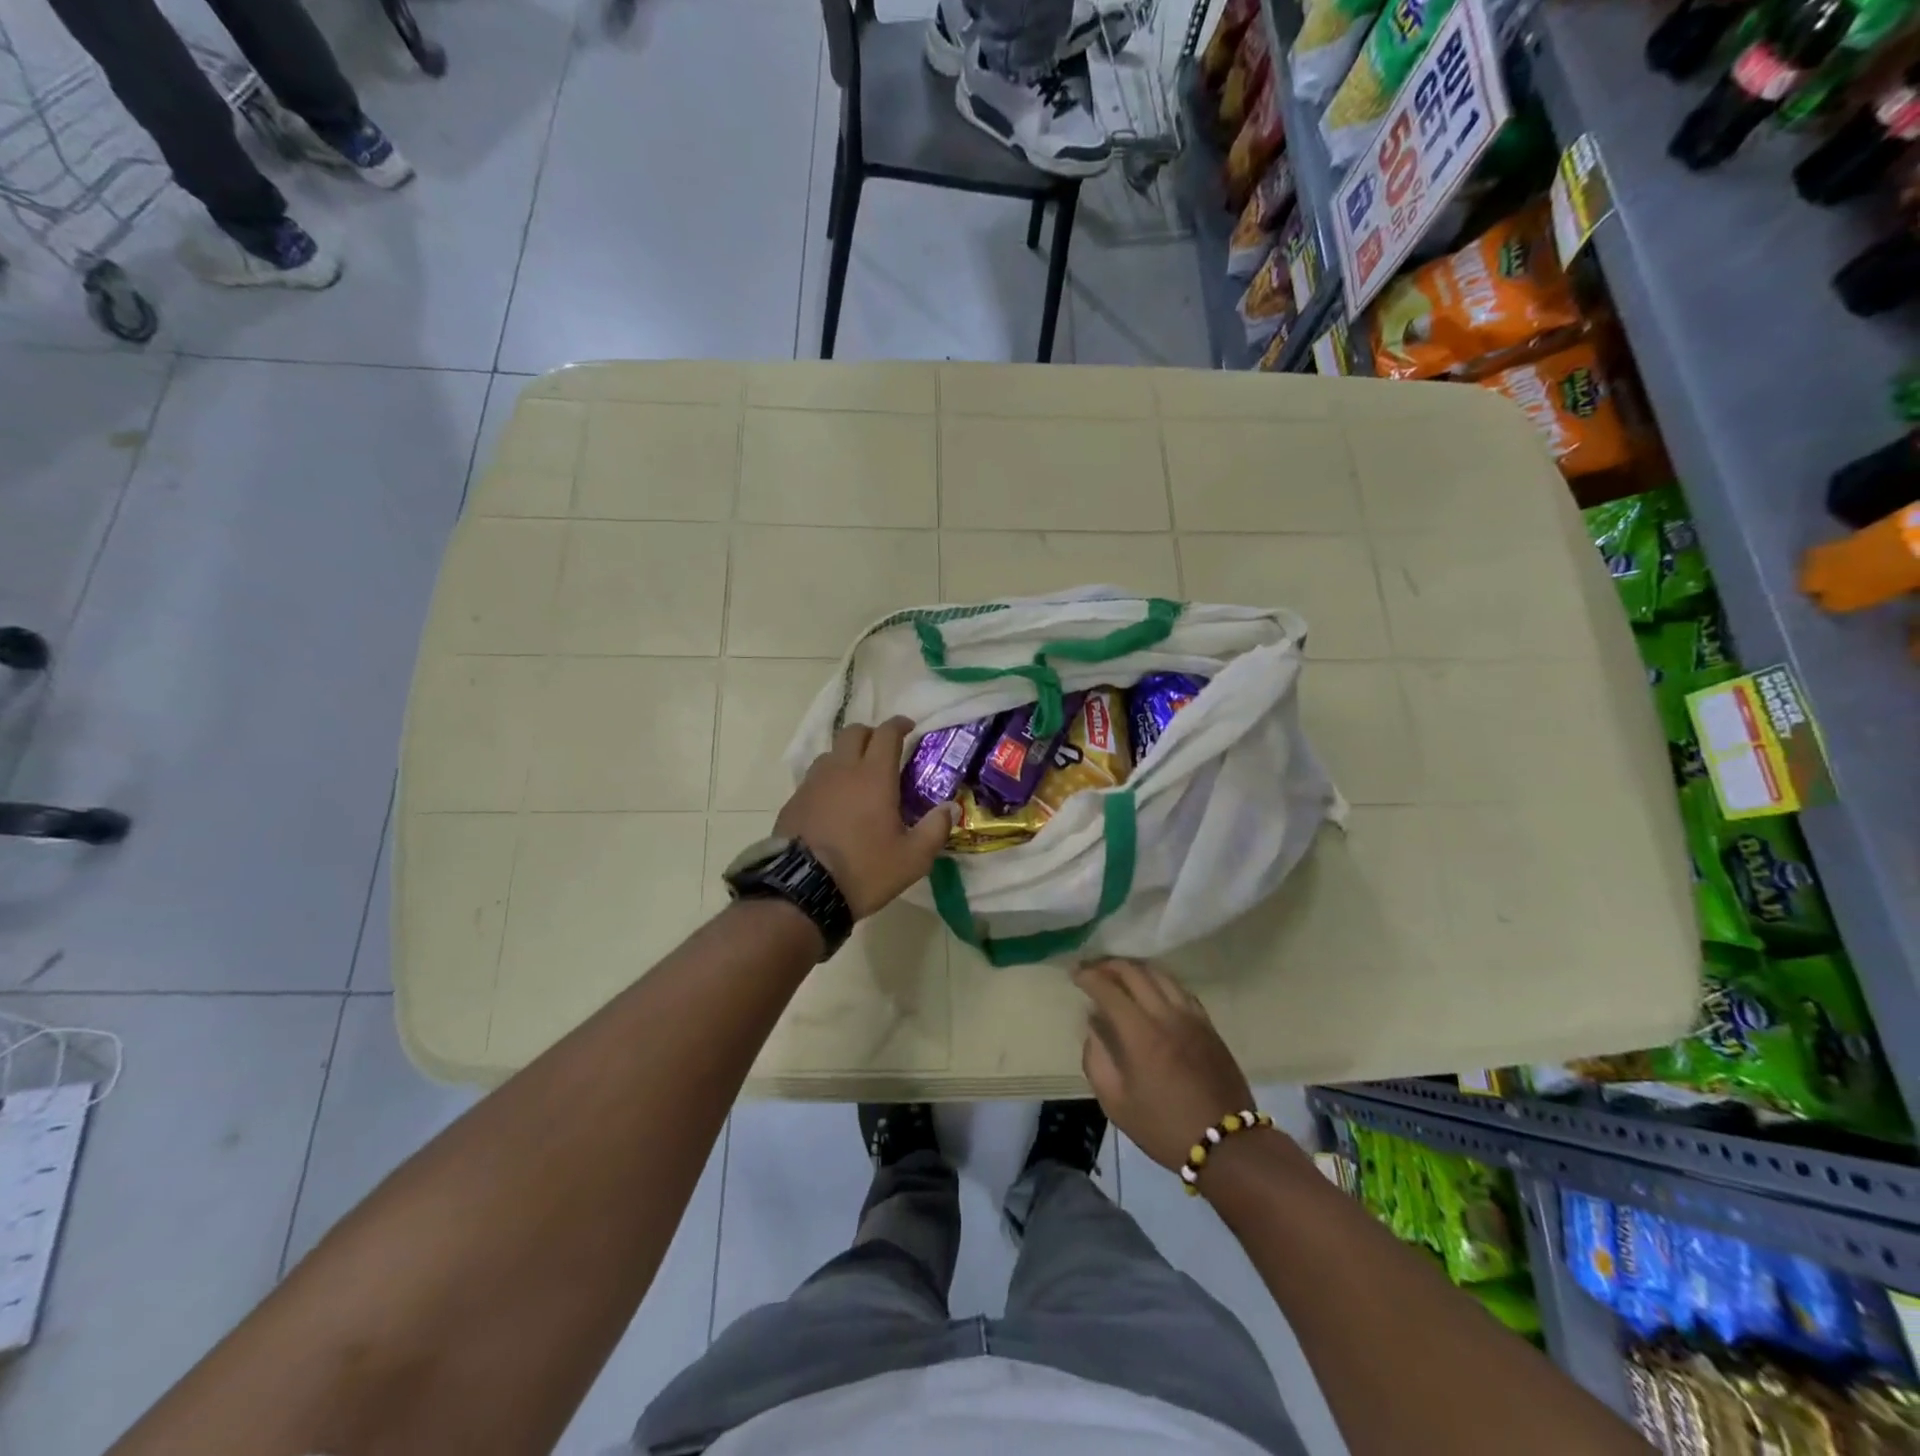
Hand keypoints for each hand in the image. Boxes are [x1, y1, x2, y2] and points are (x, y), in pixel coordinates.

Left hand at [776, 717, 956, 920]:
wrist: (803, 891)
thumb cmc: (865, 870)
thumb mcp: (912, 858)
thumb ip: (935, 829)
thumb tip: (950, 808)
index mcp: (873, 776)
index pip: (887, 733)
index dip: (899, 725)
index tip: (909, 727)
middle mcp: (841, 770)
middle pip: (854, 732)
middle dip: (871, 733)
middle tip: (884, 750)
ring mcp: (813, 783)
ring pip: (831, 752)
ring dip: (847, 755)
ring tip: (858, 777)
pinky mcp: (794, 800)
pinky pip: (814, 777)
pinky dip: (828, 779)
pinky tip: (834, 802)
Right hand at [1076, 959, 1256, 1172]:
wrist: (1226, 1144)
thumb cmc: (1164, 1127)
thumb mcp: (1116, 1104)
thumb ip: (1096, 1059)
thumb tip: (1093, 1025)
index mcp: (1140, 1034)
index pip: (1108, 989)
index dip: (1088, 976)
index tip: (1074, 974)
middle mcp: (1166, 1015)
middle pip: (1134, 972)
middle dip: (1108, 964)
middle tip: (1092, 968)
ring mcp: (1191, 1016)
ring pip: (1159, 974)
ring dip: (1134, 968)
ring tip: (1119, 973)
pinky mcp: (1208, 1024)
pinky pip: (1179, 988)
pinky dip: (1159, 980)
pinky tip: (1152, 989)